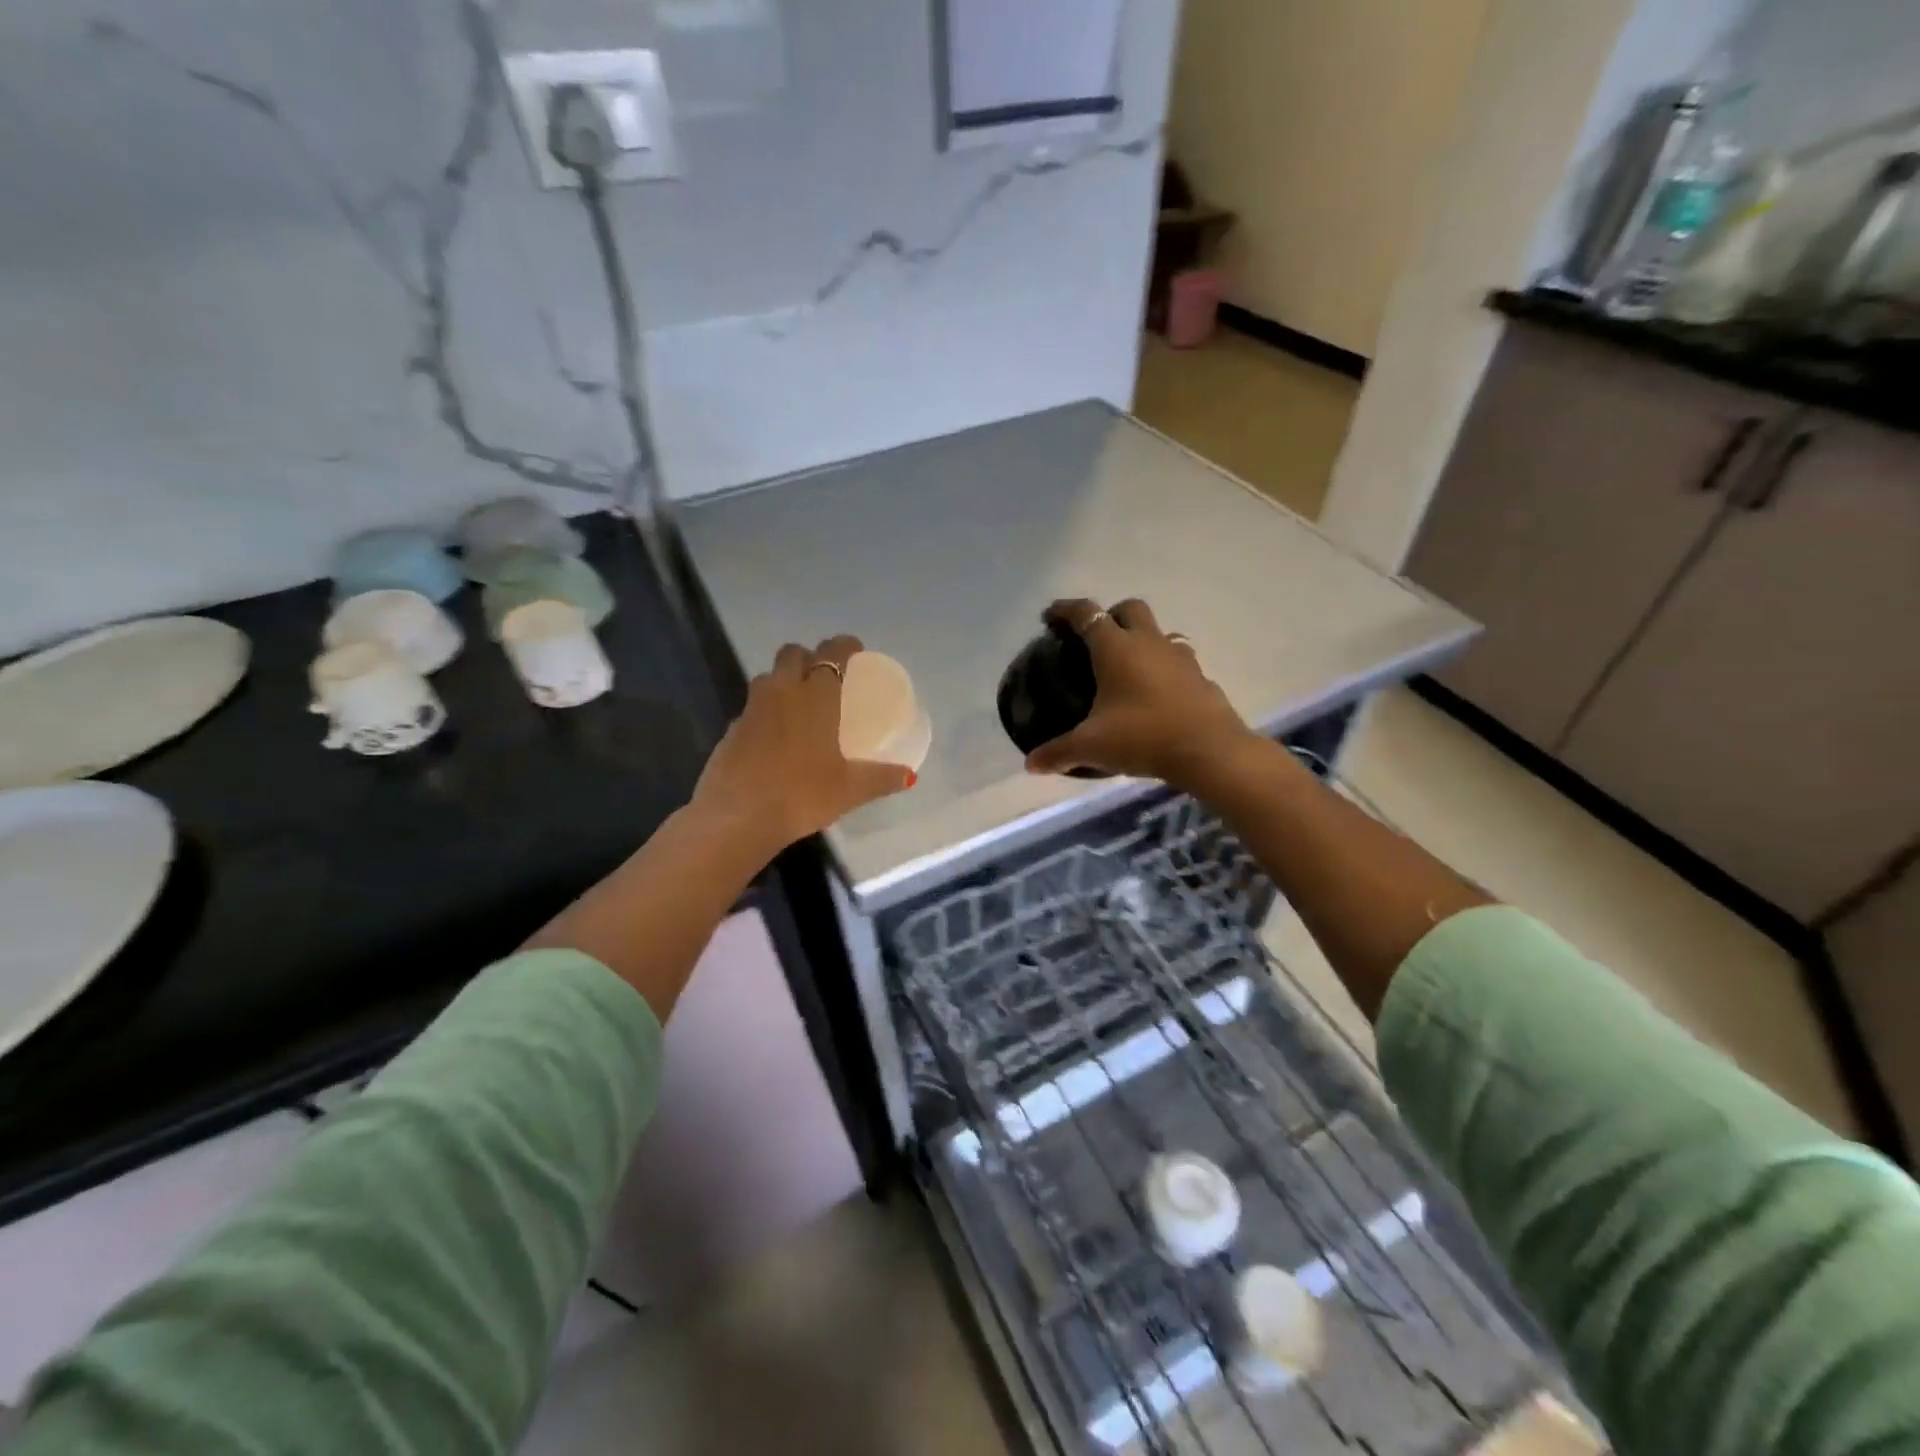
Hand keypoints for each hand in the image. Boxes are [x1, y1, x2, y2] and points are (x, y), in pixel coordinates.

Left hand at [693, 635, 914, 851]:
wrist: (736, 818)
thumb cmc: (801, 795)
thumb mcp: (849, 790)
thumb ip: (881, 778)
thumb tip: (909, 777)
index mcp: (815, 697)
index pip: (831, 652)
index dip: (844, 645)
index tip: (856, 651)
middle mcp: (781, 692)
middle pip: (792, 654)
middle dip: (809, 657)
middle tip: (826, 677)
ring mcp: (751, 709)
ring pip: (768, 677)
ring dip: (784, 680)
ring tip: (801, 706)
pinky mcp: (731, 730)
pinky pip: (753, 707)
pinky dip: (766, 712)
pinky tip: (776, 739)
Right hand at [1023, 599, 1254, 788]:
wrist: (1209, 751)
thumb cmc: (1143, 737)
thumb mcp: (1091, 747)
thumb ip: (1058, 753)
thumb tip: (1031, 765)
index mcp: (1116, 648)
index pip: (1086, 614)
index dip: (1066, 610)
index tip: (1050, 616)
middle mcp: (1149, 643)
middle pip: (1129, 608)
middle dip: (1110, 615)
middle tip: (1095, 640)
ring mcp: (1180, 658)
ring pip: (1159, 632)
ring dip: (1141, 640)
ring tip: (1128, 667)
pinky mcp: (1201, 678)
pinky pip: (1178, 661)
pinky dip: (1164, 668)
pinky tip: (1156, 694)